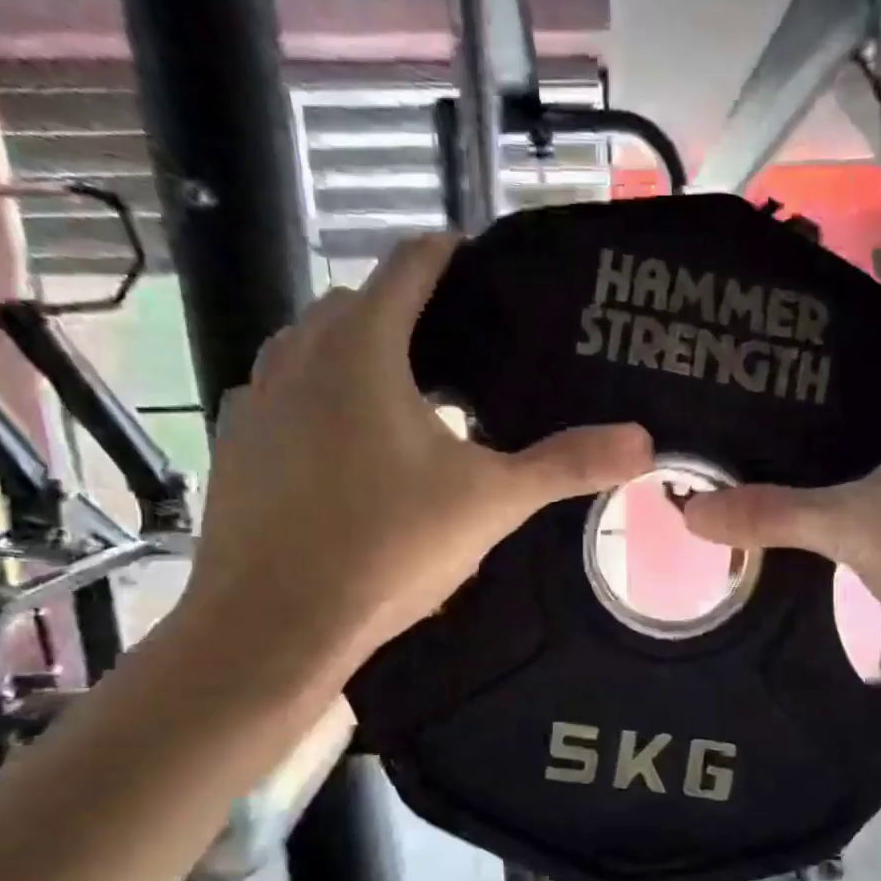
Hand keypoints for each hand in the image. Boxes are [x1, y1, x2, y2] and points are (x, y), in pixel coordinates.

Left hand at [175, 234, 653, 699]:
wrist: (273, 625)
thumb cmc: (386, 549)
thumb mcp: (491, 503)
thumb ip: (566, 465)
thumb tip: (643, 442)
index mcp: (361, 349)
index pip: (409, 266)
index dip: (450, 255)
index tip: (484, 265)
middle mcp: (297, 356)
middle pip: (359, 304)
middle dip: (409, 312)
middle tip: (463, 347)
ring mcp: (256, 401)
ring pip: (314, 350)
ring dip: (360, 355)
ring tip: (411, 396)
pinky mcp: (237, 446)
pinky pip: (286, 398)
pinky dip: (322, 401)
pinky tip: (350, 449)